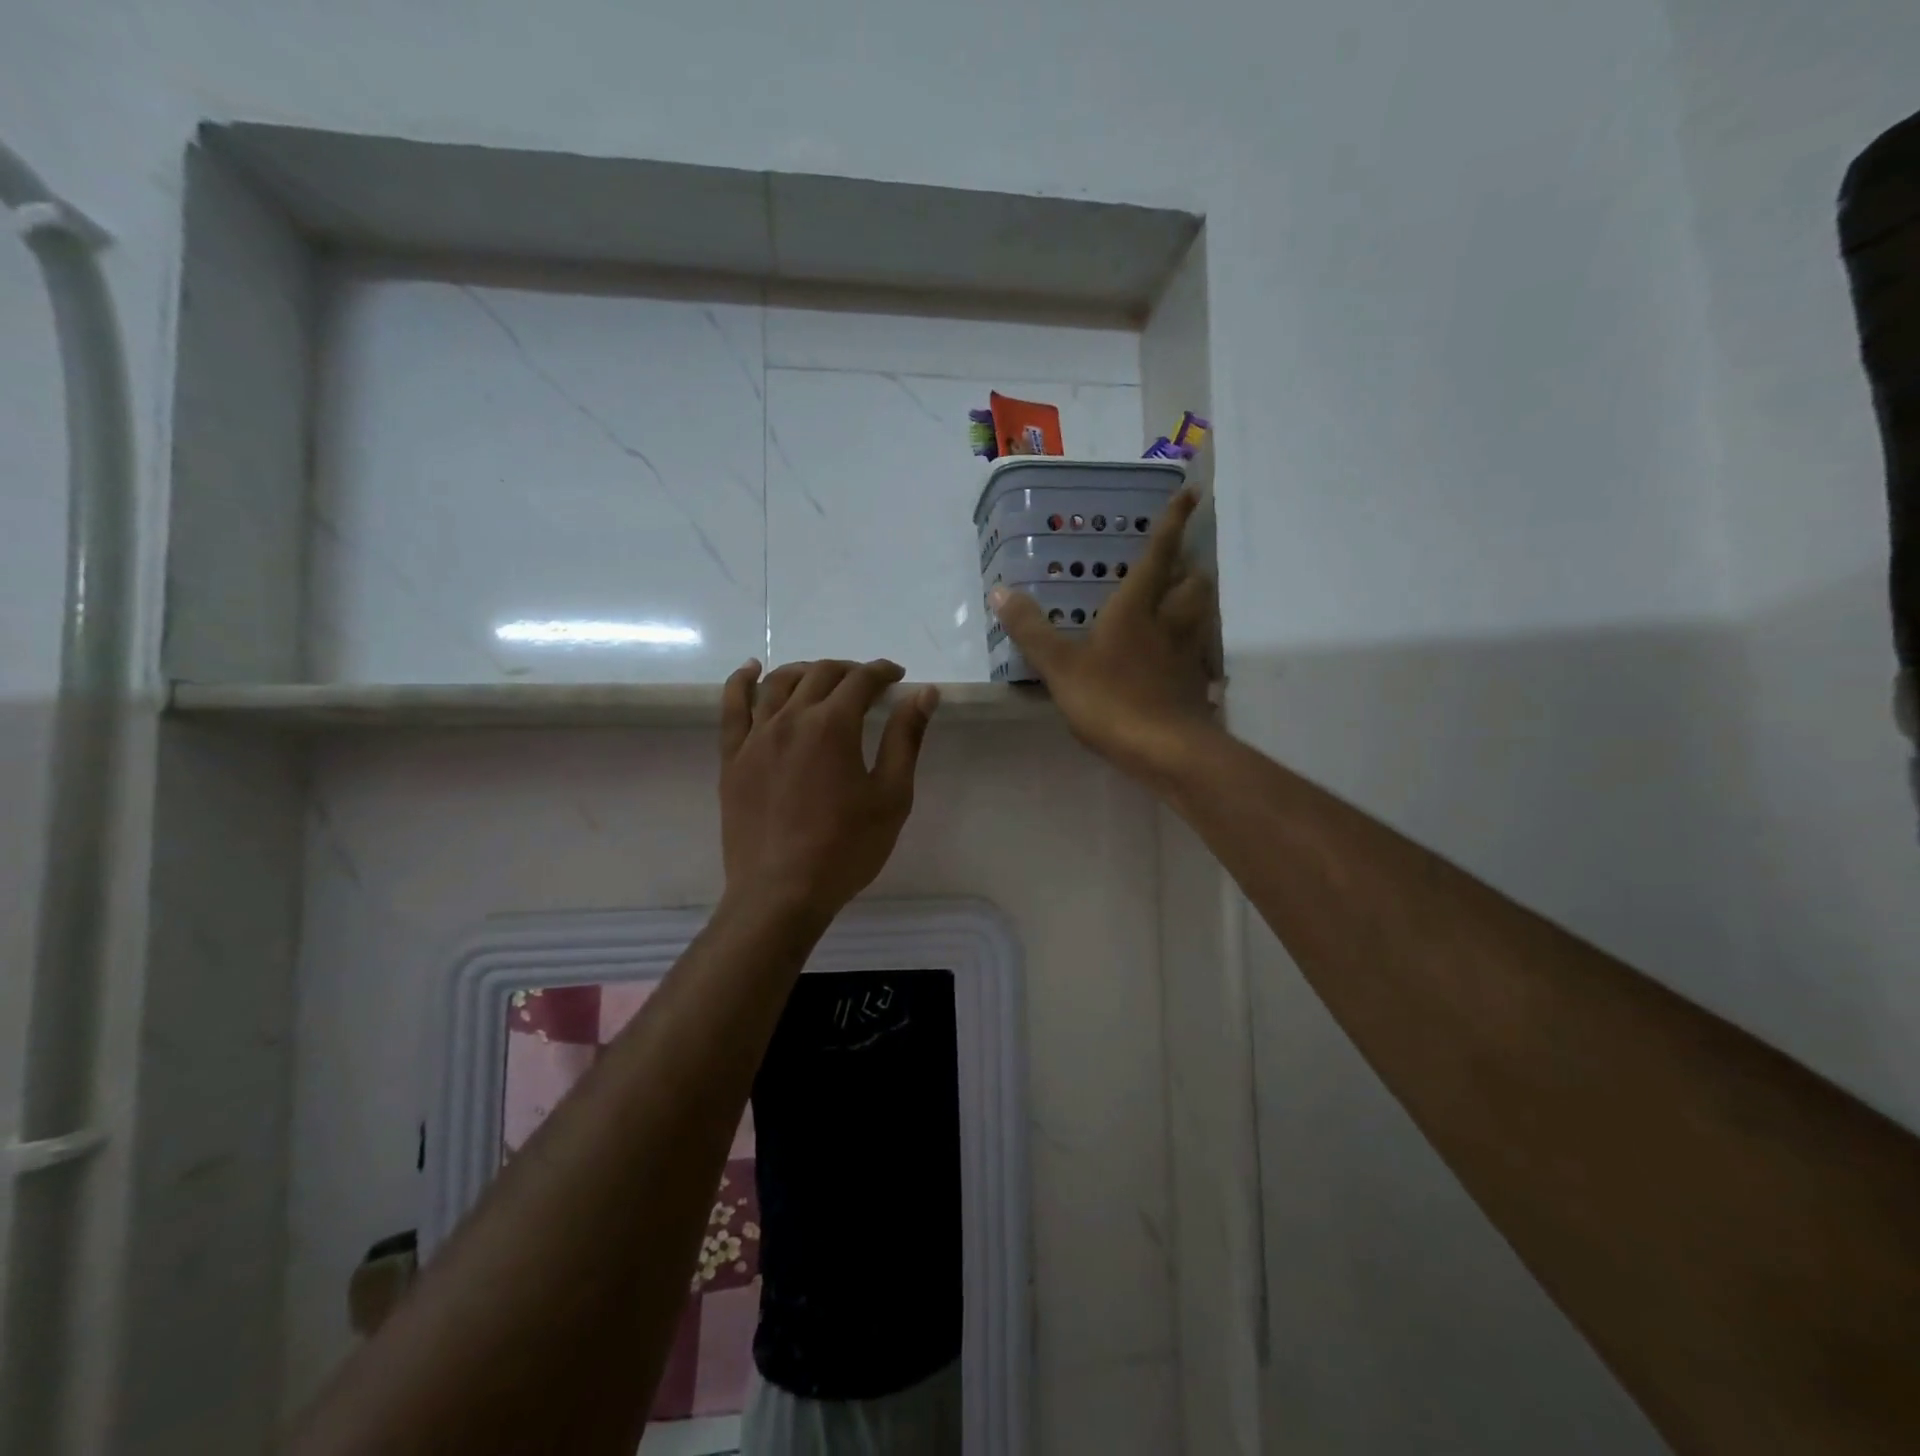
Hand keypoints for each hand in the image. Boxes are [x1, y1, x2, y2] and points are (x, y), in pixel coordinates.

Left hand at [718, 658, 938, 921]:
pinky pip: (732, 707)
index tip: (897, 678)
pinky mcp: (733, 758)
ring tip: (822, 678)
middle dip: (850, 671)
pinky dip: (741, 681)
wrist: (781, 892)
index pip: (862, 680)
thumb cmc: (845, 848)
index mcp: (833, 726)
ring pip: (778, 683)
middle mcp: (791, 719)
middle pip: (821, 675)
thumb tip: (924, 693)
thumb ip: (906, 738)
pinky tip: (751, 669)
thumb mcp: (891, 796)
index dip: (883, 672)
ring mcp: (756, 737)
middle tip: (867, 685)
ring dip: (805, 671)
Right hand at [989, 486, 1218, 785]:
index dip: (1172, 524)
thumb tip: (1000, 590)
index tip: (1189, 494)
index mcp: (1137, 609)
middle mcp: (1169, 624)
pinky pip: (1196, 653)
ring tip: (1176, 602)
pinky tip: (1173, 658)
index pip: (1158, 556)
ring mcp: (1185, 656)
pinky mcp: (1193, 685)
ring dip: (1193, 601)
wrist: (1165, 750)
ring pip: (1200, 616)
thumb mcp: (1060, 666)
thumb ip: (1031, 630)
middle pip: (1193, 584)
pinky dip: (1190, 645)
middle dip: (1189, 568)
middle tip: (1177, 564)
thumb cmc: (1111, 700)